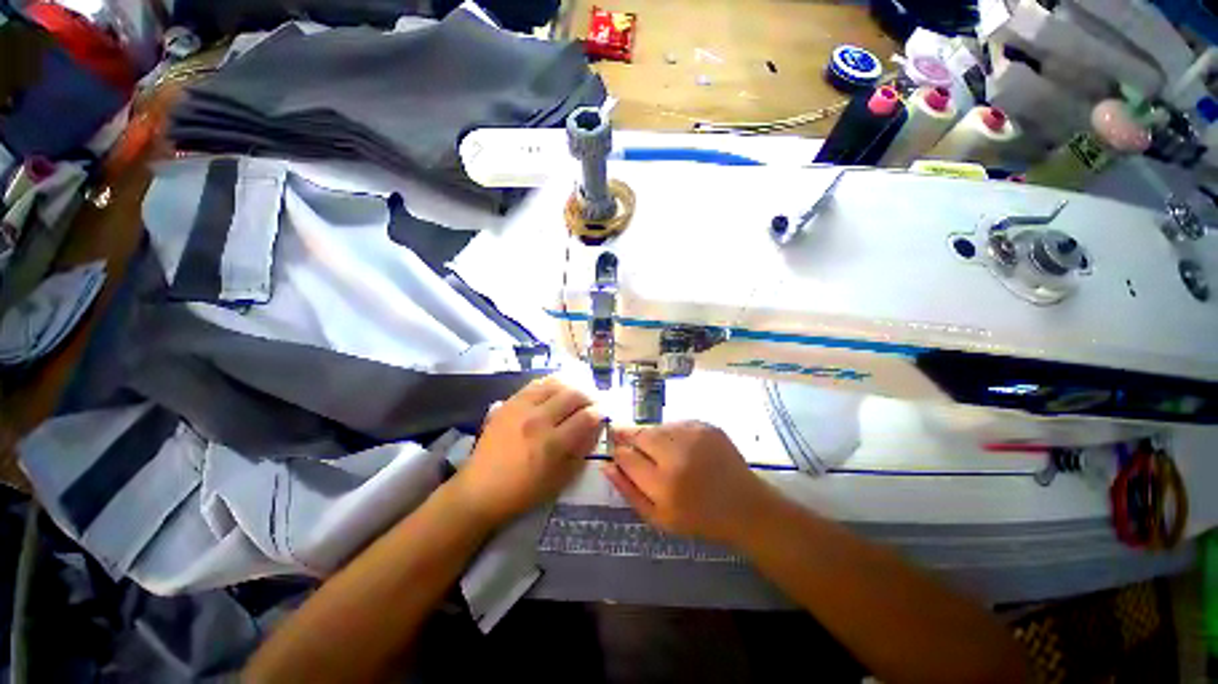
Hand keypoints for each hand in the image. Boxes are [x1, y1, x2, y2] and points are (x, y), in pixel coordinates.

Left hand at [452, 377, 602, 527]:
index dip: (600, 413)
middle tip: (594, 402)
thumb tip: (597, 426)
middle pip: (574, 394)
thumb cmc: (525, 491)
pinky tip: (558, 387)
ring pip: (557, 384)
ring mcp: (522, 408)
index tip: (604, 413)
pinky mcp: (509, 402)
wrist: (480, 489)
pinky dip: (552, 382)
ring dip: (573, 386)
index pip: (586, 417)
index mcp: (553, 444)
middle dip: (590, 396)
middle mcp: (538, 420)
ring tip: (578, 392)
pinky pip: (536, 384)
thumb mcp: (561, 478)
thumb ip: (582, 449)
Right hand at [605, 421, 775, 544]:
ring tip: (659, 450)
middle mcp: (677, 455)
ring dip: (650, 435)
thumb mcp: (658, 518)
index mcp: (663, 484)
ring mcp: (693, 436)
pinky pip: (675, 423)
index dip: (619, 453)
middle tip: (630, 442)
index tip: (620, 454)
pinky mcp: (706, 426)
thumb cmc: (698, 518)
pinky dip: (669, 432)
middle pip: (639, 435)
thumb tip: (606, 465)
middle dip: (629, 436)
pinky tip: (678, 446)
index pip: (626, 457)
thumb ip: (627, 491)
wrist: (744, 505)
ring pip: (656, 427)